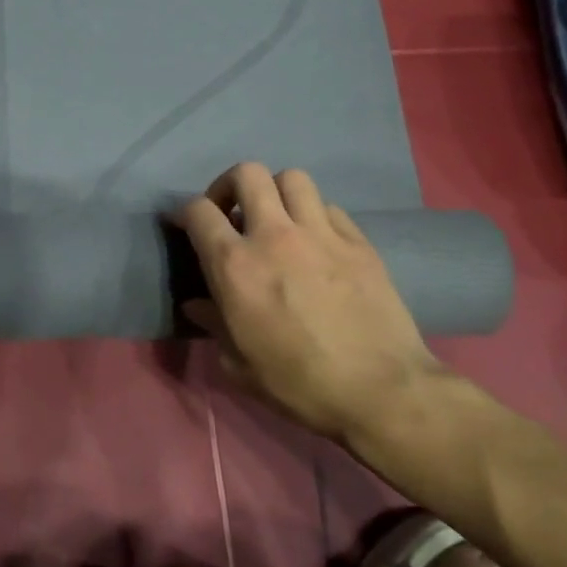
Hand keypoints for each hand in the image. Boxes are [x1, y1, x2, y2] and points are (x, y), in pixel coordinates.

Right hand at [173, 162, 445, 440]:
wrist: (381, 392)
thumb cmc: (298, 384)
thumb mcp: (238, 364)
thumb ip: (213, 324)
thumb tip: (197, 305)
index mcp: (235, 266)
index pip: (198, 210)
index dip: (185, 212)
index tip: (185, 225)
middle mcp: (274, 235)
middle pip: (247, 173)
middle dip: (230, 185)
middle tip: (231, 212)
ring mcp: (321, 234)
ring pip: (292, 178)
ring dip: (276, 192)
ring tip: (276, 219)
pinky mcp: (359, 242)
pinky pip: (329, 207)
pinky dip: (314, 215)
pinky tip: (316, 242)